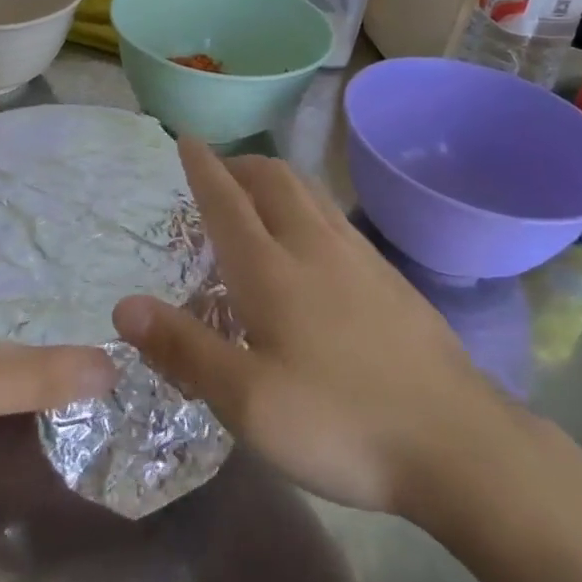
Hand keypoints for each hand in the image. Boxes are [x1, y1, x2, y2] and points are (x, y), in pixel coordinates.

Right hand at [113, 142, 522, 520]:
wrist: (458, 443)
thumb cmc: (340, 423)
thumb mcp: (247, 402)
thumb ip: (184, 348)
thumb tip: (124, 304)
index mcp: (271, 270)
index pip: (227, 200)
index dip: (202, 167)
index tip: (186, 138)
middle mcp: (314, 247)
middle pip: (274, 180)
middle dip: (240, 165)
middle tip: (218, 174)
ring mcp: (360, 258)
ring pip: (310, 194)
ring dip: (276, 181)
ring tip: (259, 198)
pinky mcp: (391, 278)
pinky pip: (336, 219)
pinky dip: (308, 208)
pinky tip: (313, 245)